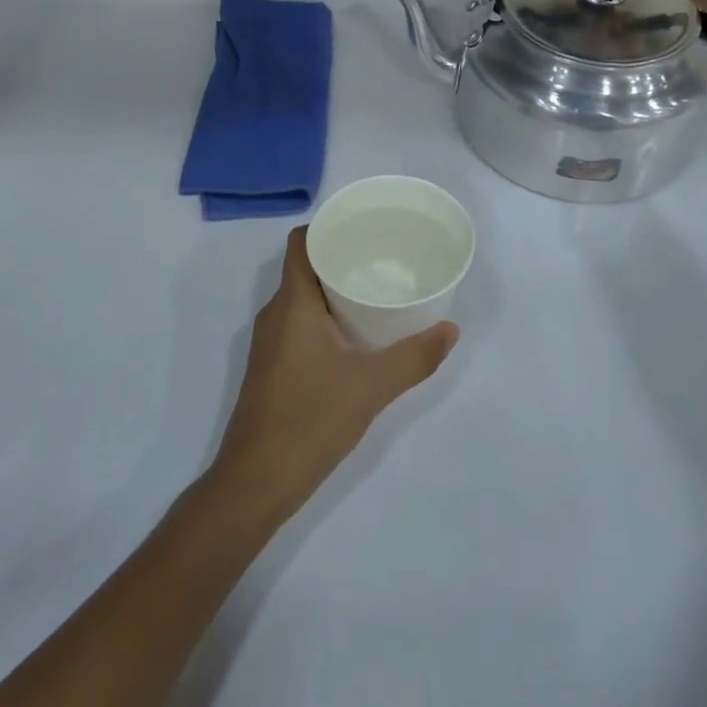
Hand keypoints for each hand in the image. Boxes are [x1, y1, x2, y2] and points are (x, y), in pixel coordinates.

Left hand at [209, 228, 458, 522]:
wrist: (256, 480)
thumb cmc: (310, 420)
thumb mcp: (371, 387)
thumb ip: (413, 357)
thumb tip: (450, 330)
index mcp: (292, 303)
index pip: (301, 242)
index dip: (327, 226)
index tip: (362, 227)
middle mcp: (275, 313)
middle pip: (304, 267)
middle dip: (339, 258)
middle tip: (381, 259)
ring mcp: (269, 341)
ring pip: (301, 298)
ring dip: (332, 290)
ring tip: (373, 292)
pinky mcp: (270, 365)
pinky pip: (297, 322)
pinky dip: (322, 317)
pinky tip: (352, 335)